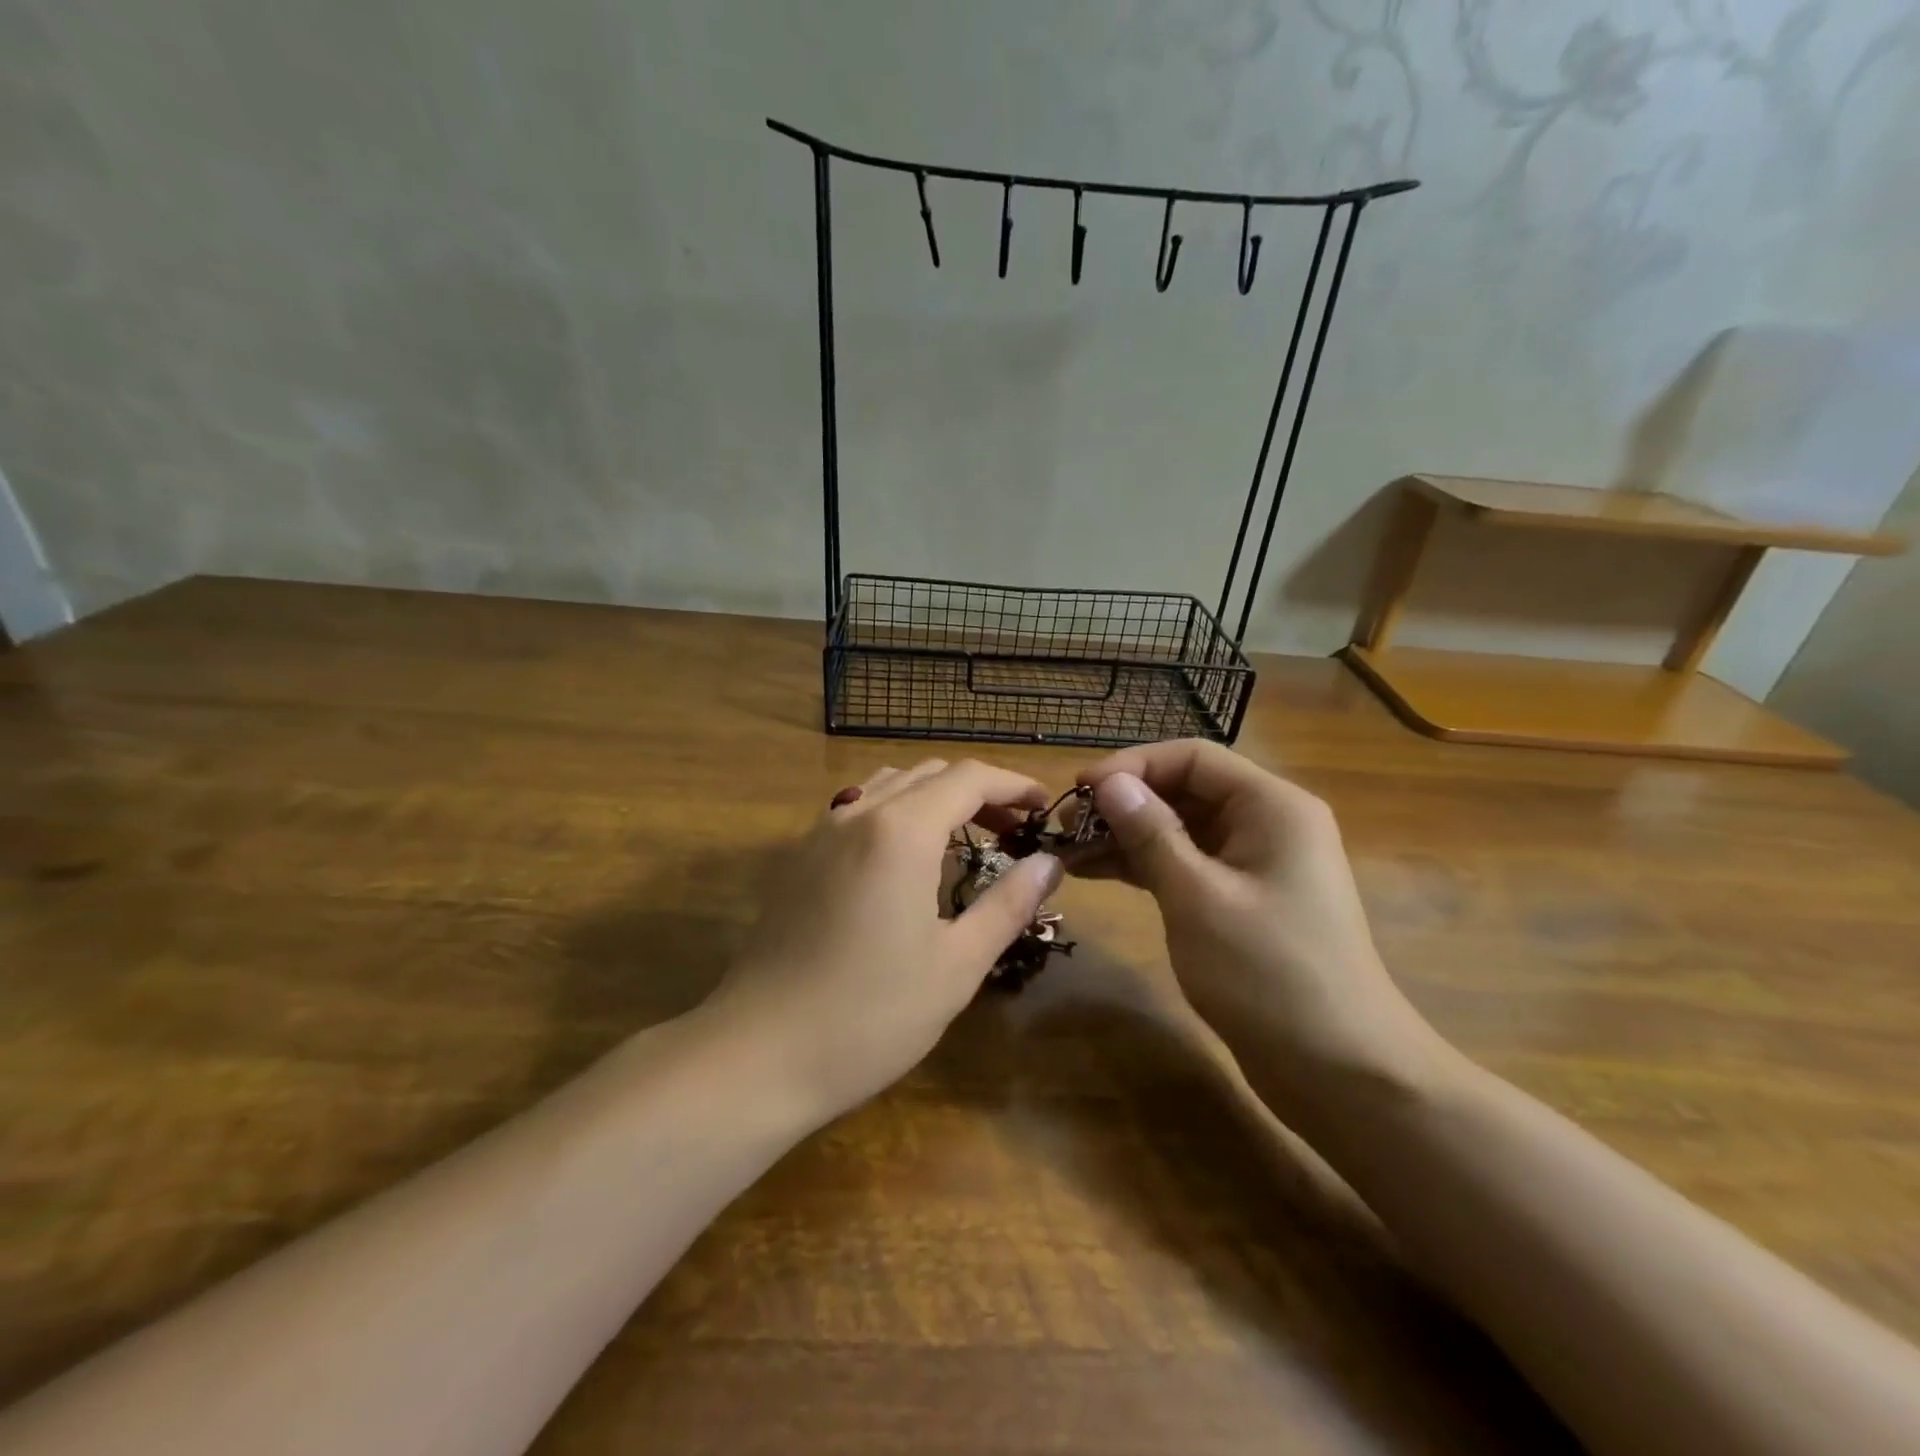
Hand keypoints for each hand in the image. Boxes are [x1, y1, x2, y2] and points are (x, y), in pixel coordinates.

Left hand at [710, 759, 1060, 1122]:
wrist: (758, 1054)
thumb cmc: (870, 1016)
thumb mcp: (956, 965)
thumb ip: (1007, 904)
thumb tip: (1049, 863)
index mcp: (901, 831)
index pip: (968, 777)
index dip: (1013, 784)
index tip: (1044, 808)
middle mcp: (858, 814)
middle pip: (930, 773)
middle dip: (979, 790)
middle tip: (1014, 829)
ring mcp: (821, 832)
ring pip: (890, 784)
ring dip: (936, 796)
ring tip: (966, 836)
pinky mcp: (799, 857)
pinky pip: (858, 808)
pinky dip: (898, 811)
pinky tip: (908, 858)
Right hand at [1077, 740, 1445, 1106]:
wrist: (1339, 1071)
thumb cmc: (1269, 973)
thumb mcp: (1198, 897)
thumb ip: (1151, 833)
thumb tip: (1109, 782)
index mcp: (1271, 806)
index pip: (1193, 758)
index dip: (1132, 765)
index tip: (1079, 790)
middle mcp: (1266, 823)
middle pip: (1185, 790)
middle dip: (1124, 804)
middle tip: (1064, 827)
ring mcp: (1254, 864)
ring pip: (1180, 830)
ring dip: (1125, 836)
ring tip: (1067, 852)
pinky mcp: (1241, 900)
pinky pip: (1185, 865)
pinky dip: (1143, 866)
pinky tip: (1095, 872)